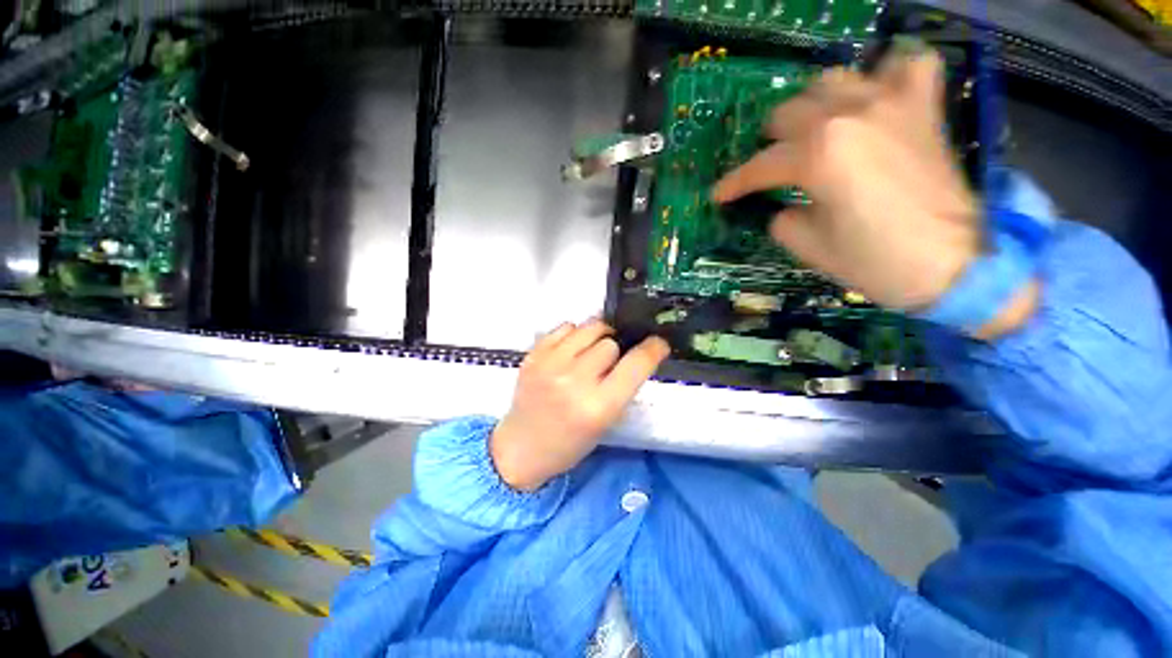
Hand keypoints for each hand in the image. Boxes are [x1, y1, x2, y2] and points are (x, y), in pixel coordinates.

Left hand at [490, 321, 669, 490]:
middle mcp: (574, 381)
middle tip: (609, 363)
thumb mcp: (606, 421)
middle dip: (616, 350)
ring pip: (589, 327)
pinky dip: (574, 334)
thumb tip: (636, 351)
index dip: (652, 349)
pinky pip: (565, 326)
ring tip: (592, 350)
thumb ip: (623, 386)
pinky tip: (571, 350)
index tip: (658, 343)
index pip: (636, 364)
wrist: (522, 447)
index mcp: (598, 407)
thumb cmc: (570, 442)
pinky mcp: (533, 355)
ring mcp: (549, 365)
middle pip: (611, 342)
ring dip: (598, 336)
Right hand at [714, 50, 981, 312]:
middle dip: (769, 144)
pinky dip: (887, 75)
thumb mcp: (809, 248)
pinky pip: (906, 65)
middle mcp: (849, 116)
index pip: (760, 166)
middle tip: (769, 170)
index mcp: (817, 156)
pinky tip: (877, 97)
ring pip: (833, 80)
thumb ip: (783, 219)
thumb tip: (783, 206)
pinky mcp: (923, 108)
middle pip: (789, 113)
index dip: (733, 184)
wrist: (957, 266)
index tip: (718, 195)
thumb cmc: (876, 262)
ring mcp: (890, 104)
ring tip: (813, 131)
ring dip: (813, 106)